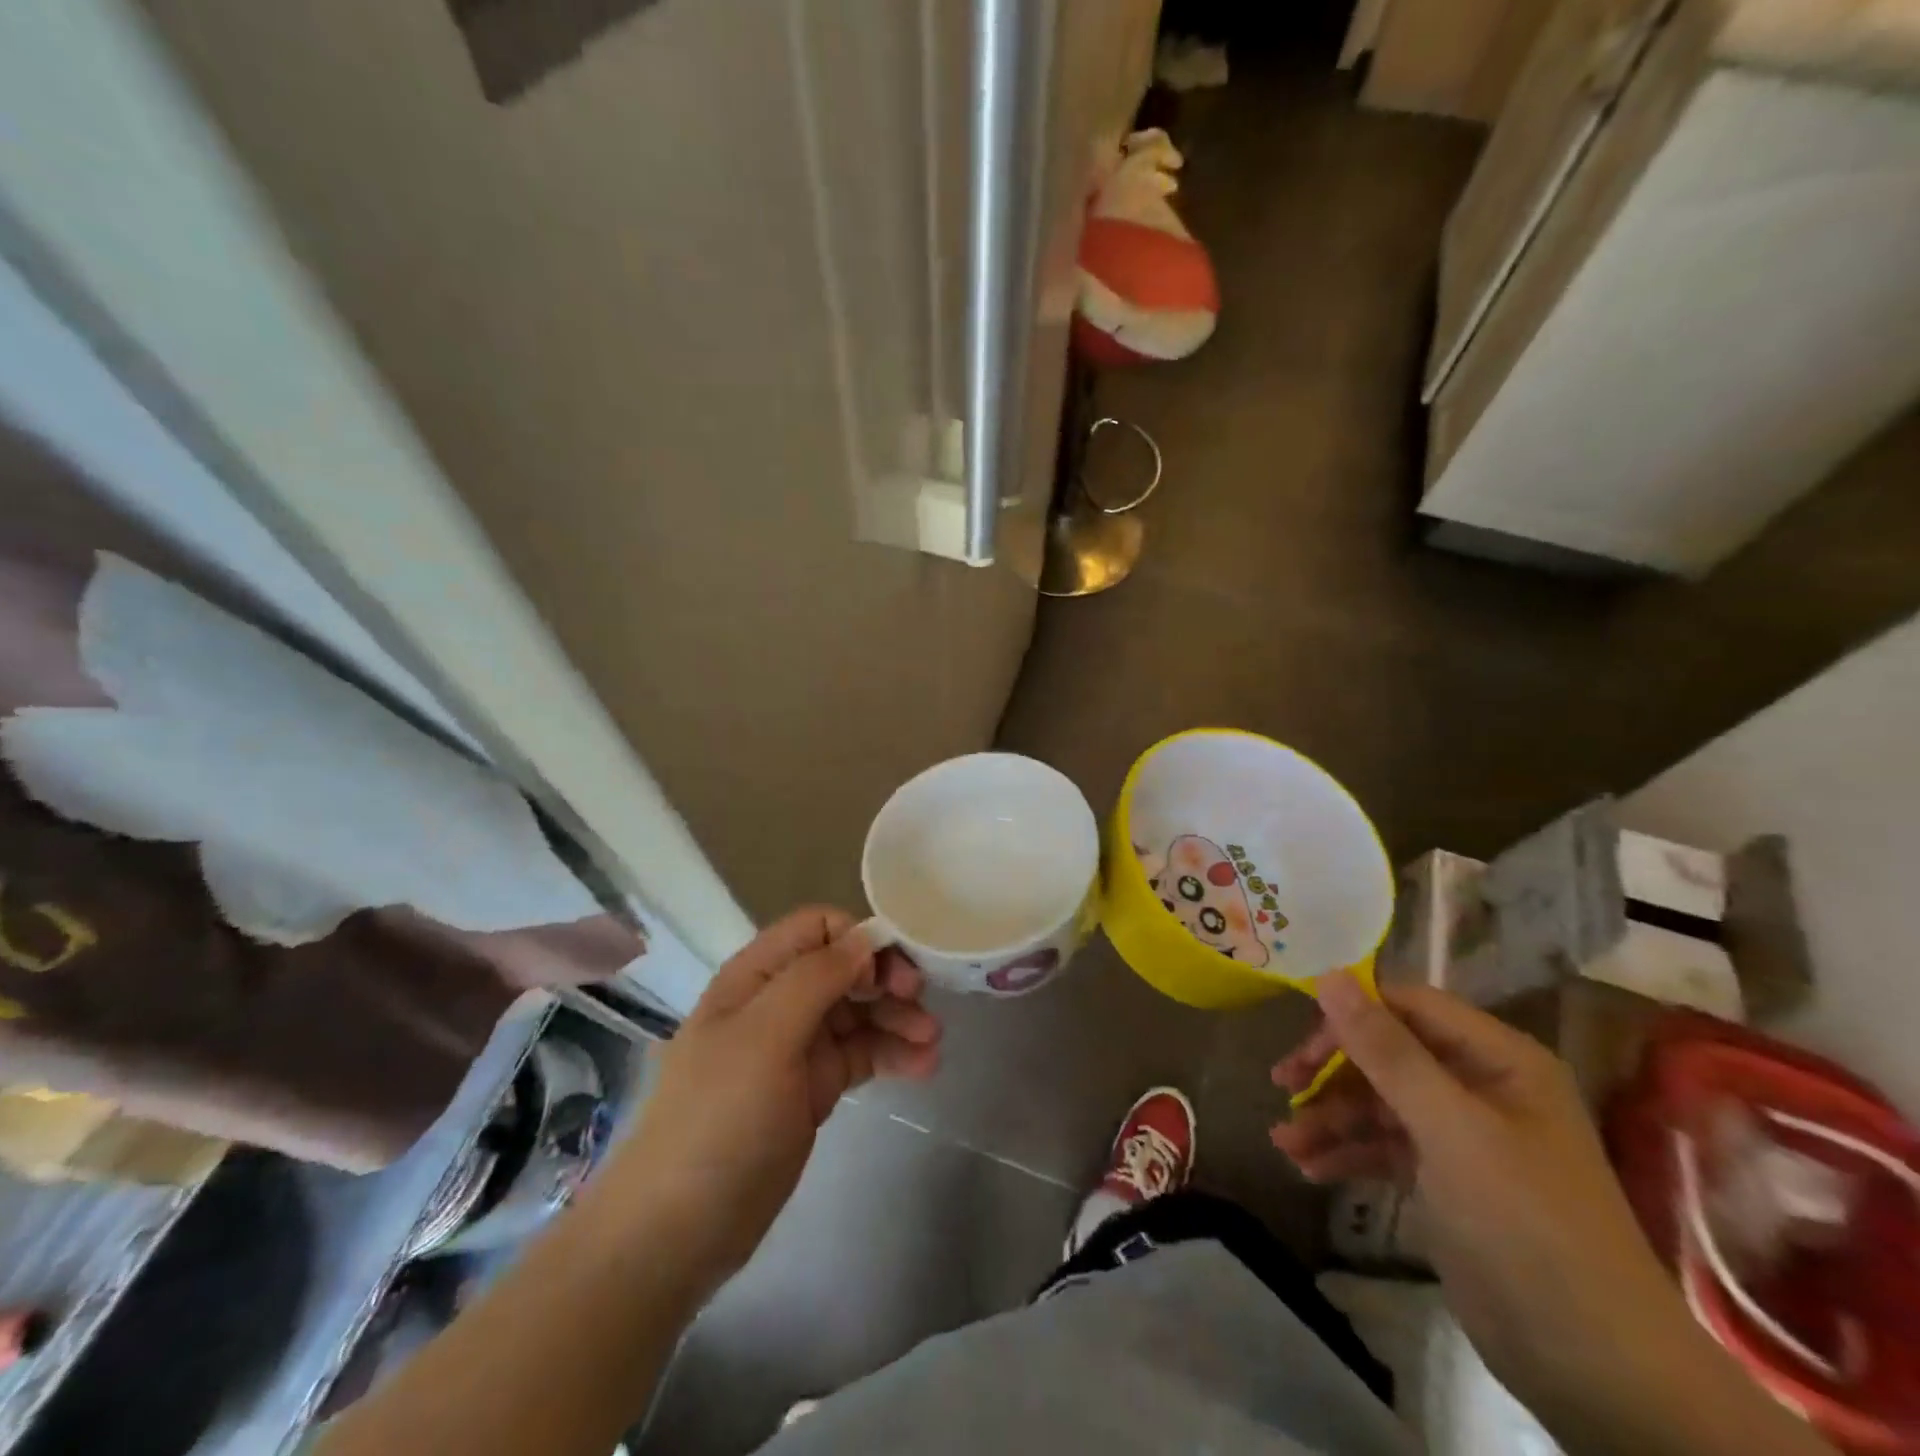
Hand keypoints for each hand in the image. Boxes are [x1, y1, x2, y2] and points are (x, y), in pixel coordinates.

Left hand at [598, 908, 939, 1296]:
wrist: (681, 1229)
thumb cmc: (719, 1118)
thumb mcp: (765, 1036)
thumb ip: (816, 978)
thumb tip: (866, 937)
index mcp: (756, 976)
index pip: (817, 928)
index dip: (857, 939)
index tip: (890, 972)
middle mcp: (778, 1001)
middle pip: (844, 968)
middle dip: (886, 980)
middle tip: (921, 1004)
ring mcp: (796, 1046)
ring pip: (858, 1012)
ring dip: (897, 1019)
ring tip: (933, 1042)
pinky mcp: (813, 1087)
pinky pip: (860, 1054)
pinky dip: (891, 1054)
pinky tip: (923, 1067)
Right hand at [1269, 976, 1708, 1432]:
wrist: (1594, 1367)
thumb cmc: (1524, 1223)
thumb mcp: (1448, 1127)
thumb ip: (1386, 1050)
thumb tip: (1329, 975)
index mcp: (1498, 1059)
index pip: (1409, 1006)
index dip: (1352, 1015)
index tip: (1302, 1040)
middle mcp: (1480, 1086)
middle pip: (1388, 1053)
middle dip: (1332, 1070)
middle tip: (1283, 1084)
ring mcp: (1463, 1135)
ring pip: (1379, 1102)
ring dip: (1330, 1117)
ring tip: (1284, 1143)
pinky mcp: (1447, 1180)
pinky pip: (1384, 1146)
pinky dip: (1347, 1153)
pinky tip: (1308, 1168)